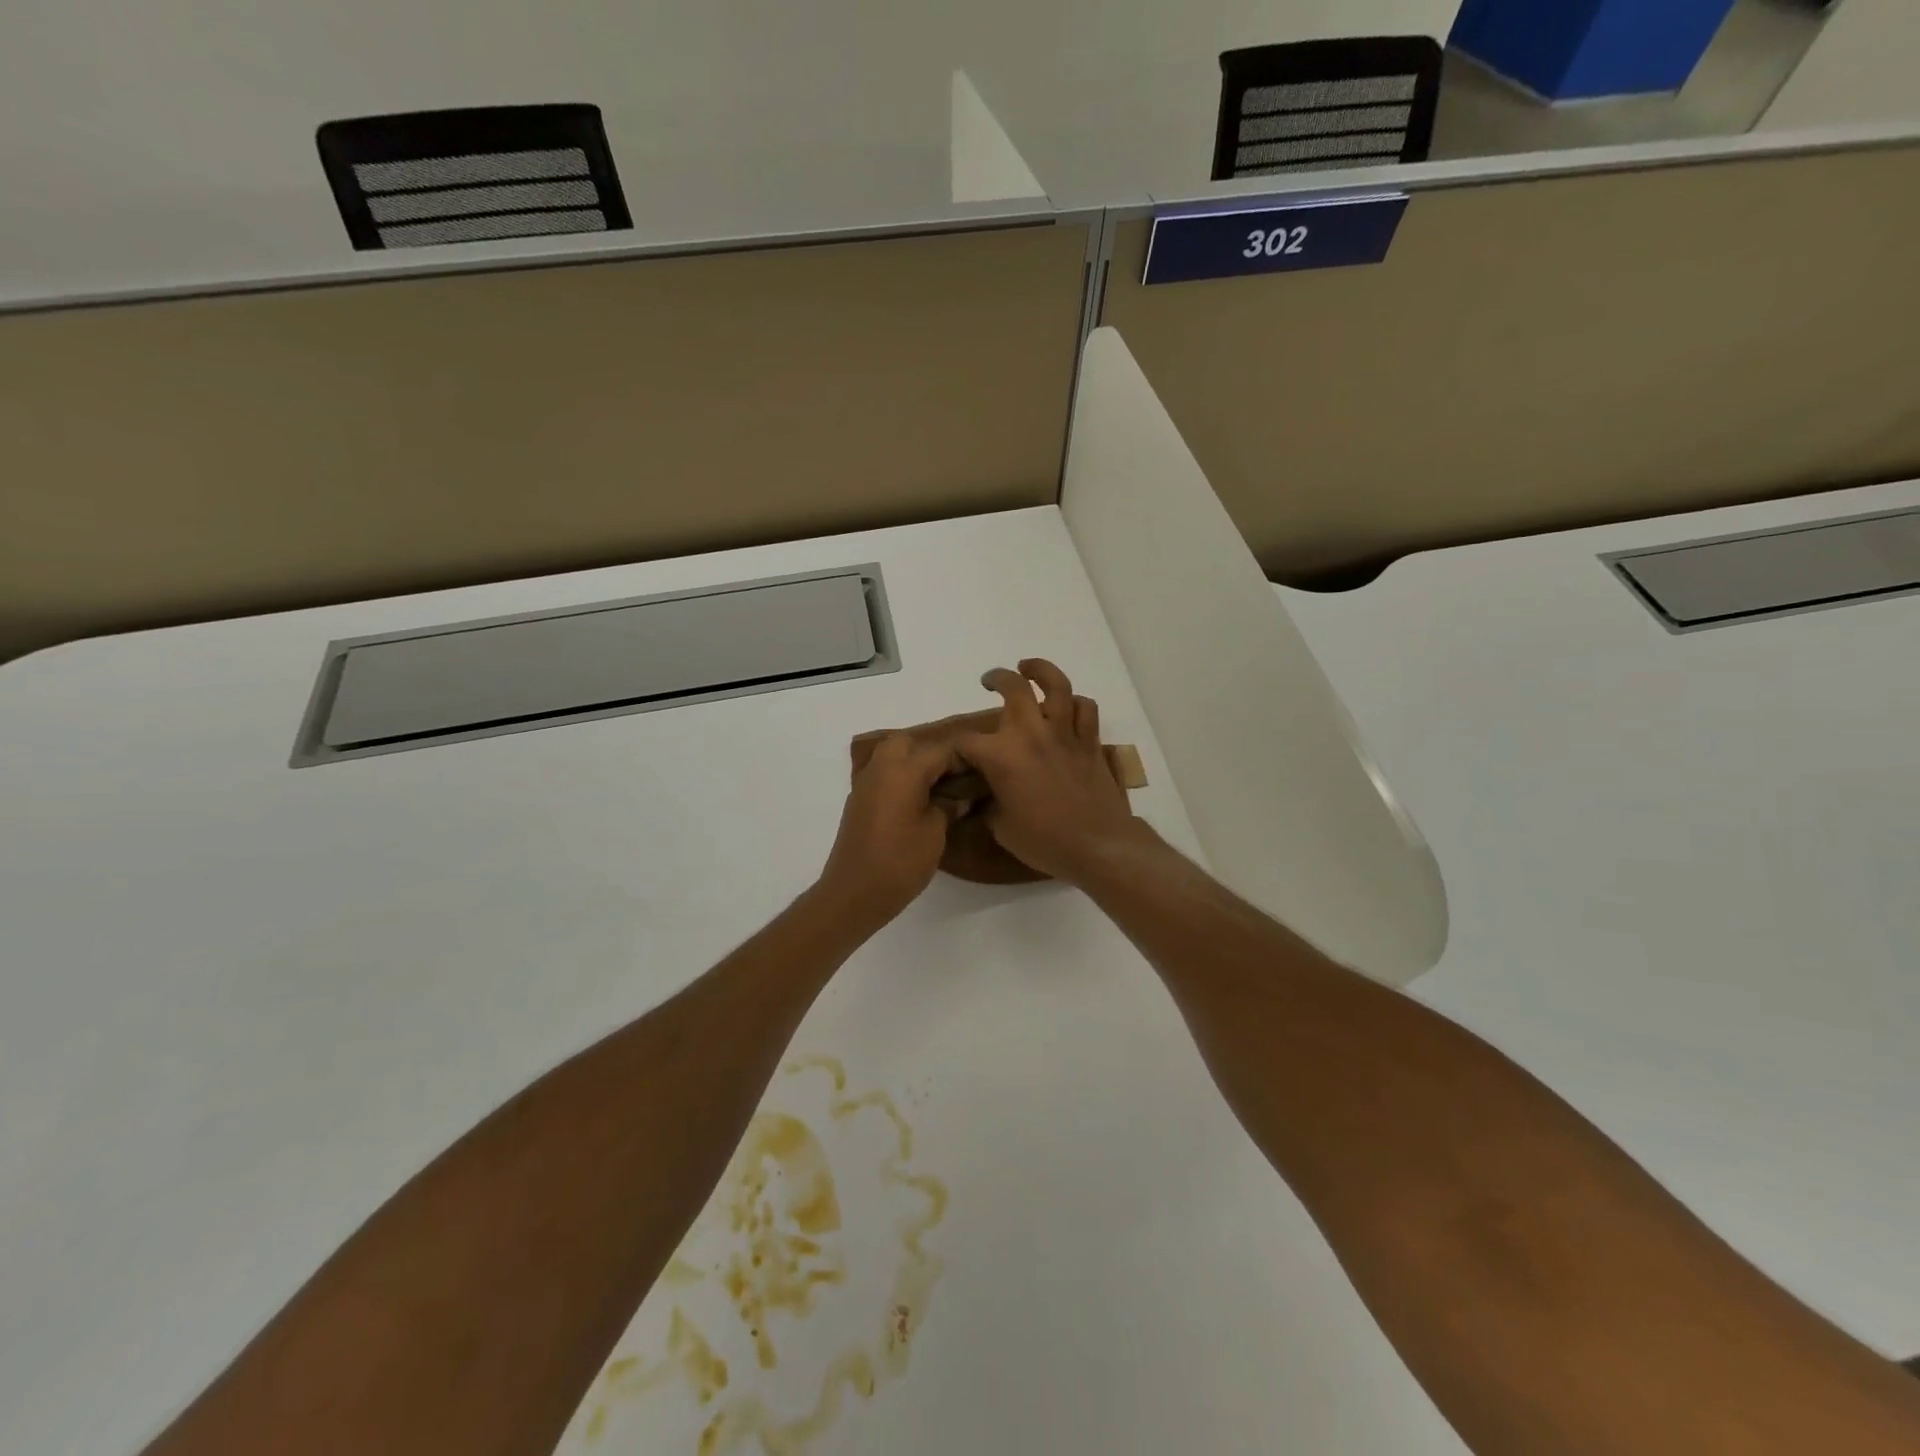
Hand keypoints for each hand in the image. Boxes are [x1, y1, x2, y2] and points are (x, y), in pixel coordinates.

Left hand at [816, 733, 957, 923]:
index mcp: (903, 770)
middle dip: (933, 753)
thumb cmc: (900, 863)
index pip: (941, 750)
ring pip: (891, 755)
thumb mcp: (935, 833)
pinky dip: (900, 777)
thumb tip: (959, 795)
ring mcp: (866, 783)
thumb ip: (949, 806)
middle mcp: (881, 768)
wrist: (854, 893)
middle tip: (954, 778)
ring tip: (938, 789)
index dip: (964, 758)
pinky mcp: (859, 800)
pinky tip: (917, 801)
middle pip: (909, 743)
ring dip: (914, 763)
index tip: (982, 772)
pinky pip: (882, 774)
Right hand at [955, 659, 1148, 884]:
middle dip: (997, 679)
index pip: (966, 741)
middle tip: (990, 682)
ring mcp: (1064, 734)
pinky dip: (1076, 703)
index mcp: (1001, 756)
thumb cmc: (1044, 841)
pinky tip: (1067, 706)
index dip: (955, 747)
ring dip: (1040, 671)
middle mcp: (1031, 734)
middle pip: (1013, 687)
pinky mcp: (1089, 742)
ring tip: (1029, 669)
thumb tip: (981, 798)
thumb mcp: (1001, 827)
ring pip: (1056, 686)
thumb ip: (988, 804)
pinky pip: (1085, 709)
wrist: (1097, 846)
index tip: (955, 755)